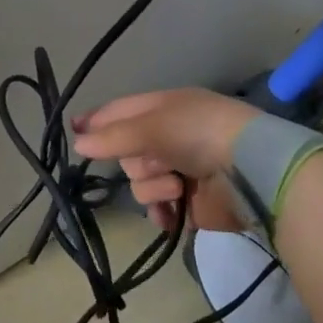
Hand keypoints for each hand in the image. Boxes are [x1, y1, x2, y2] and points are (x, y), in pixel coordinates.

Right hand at [72, 88, 258, 232]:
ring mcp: (178, 172)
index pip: (120, 112)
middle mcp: (168, 139)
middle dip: (137, 160)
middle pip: (126, 153)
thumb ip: (112, 137)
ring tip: (177, 186)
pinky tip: (171, 211)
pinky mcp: (188, 205)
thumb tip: (77, 144)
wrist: (249, 171)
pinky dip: (162, 212)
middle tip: (157, 160)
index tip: (73, 131)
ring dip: (154, 186)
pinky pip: (157, 209)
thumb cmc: (199, 133)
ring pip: (139, 183)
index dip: (97, 121)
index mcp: (162, 109)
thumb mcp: (151, 126)